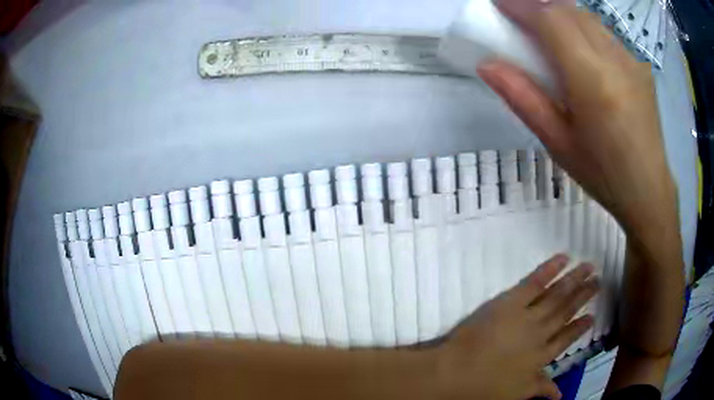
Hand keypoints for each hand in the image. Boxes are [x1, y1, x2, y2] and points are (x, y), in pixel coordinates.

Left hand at [437, 254, 598, 399]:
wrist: (456, 373)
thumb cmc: (484, 387)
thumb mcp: (517, 393)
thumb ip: (541, 389)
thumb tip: (560, 396)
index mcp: (542, 357)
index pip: (566, 339)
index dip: (580, 328)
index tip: (592, 316)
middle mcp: (541, 334)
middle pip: (566, 311)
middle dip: (584, 296)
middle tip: (598, 281)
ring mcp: (528, 316)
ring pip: (557, 295)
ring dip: (575, 280)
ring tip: (590, 267)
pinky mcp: (511, 301)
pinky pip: (534, 282)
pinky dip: (550, 269)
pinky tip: (564, 258)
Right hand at [478, 0, 676, 236]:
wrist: (648, 189)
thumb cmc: (602, 173)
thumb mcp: (557, 142)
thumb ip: (522, 97)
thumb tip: (487, 64)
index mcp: (592, 80)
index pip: (551, 19)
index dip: (521, 5)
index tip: (500, 4)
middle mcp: (614, 58)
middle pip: (568, 9)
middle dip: (537, 4)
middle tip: (519, 16)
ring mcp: (631, 57)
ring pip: (587, 15)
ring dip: (559, 12)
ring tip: (546, 28)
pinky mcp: (639, 62)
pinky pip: (604, 29)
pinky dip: (582, 24)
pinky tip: (579, 45)